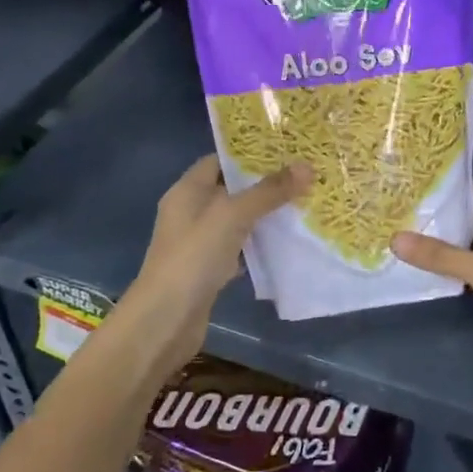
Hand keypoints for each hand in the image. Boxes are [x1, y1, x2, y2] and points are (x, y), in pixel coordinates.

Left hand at [123, 154, 309, 366]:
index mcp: (187, 191)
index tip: (286, 151)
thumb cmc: (194, 257)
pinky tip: (286, 243)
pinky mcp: (209, 269)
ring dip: (264, 215)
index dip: (249, 154)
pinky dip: (259, 245)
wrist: (166, 320)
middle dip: (264, 185)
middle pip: (231, 190)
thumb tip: (306, 166)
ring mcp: (199, 243)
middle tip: (303, 177)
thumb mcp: (233, 216)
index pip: (219, 160)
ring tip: (303, 204)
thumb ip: (269, 191)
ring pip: (237, 220)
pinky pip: (239, 247)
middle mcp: (190, 212)